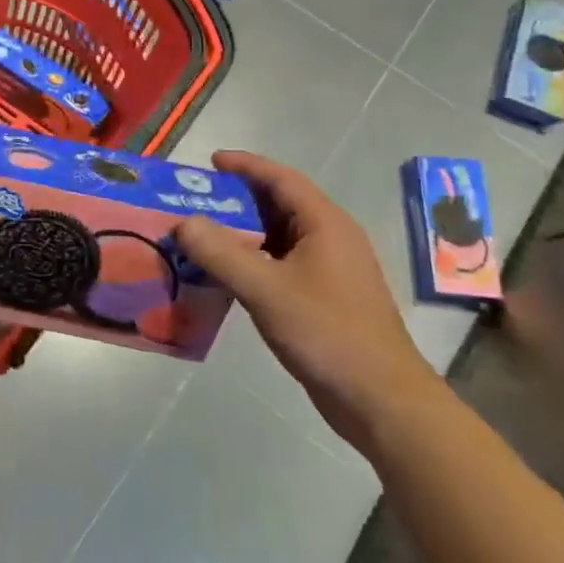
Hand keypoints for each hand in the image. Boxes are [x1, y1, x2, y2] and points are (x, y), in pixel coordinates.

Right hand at [174, 151, 445, 454]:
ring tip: (200, 235)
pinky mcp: (323, 298)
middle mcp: (330, 239)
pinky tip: (224, 275)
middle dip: (236, 199)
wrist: (380, 400)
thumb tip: (183, 222)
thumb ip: (220, 253)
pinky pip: (280, 264)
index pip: (281, 178)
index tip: (210, 162)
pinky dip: (251, 260)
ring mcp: (329, 270)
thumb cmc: (327, 333)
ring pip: (278, 237)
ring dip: (241, 233)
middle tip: (194, 201)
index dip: (245, 165)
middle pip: (278, 205)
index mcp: (325, 224)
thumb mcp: (266, 289)